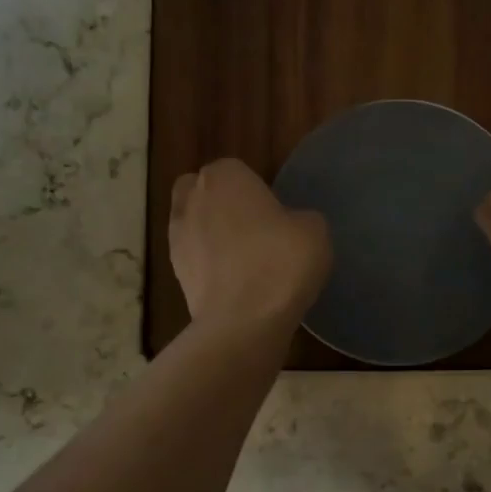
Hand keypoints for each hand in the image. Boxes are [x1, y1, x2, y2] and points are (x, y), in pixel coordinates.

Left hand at [171, 159, 331, 333]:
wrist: (244, 321)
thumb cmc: (281, 262)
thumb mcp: (315, 230)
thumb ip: (300, 217)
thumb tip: (291, 224)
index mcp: (224, 176)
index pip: (236, 169)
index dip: (255, 189)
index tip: (274, 212)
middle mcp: (191, 199)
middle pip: (203, 192)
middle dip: (222, 204)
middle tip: (255, 228)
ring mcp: (177, 237)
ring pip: (195, 225)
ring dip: (214, 236)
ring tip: (247, 260)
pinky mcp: (175, 274)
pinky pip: (196, 259)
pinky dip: (211, 266)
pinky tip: (238, 284)